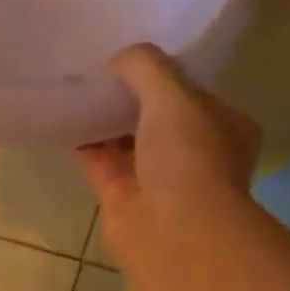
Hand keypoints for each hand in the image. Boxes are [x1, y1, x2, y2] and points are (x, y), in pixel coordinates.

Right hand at [76, 44, 260, 268]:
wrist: (171, 228)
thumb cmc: (188, 157)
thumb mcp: (173, 94)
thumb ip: (144, 66)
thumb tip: (114, 62)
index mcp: (225, 127)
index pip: (192, 93)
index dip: (163, 75)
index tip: (131, 62)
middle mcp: (194, 153)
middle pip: (155, 117)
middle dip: (129, 98)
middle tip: (98, 73)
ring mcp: (157, 178)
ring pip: (125, 140)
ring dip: (103, 119)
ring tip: (76, 89)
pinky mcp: (121, 197)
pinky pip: (99, 161)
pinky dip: (84, 142)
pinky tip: (64, 120)